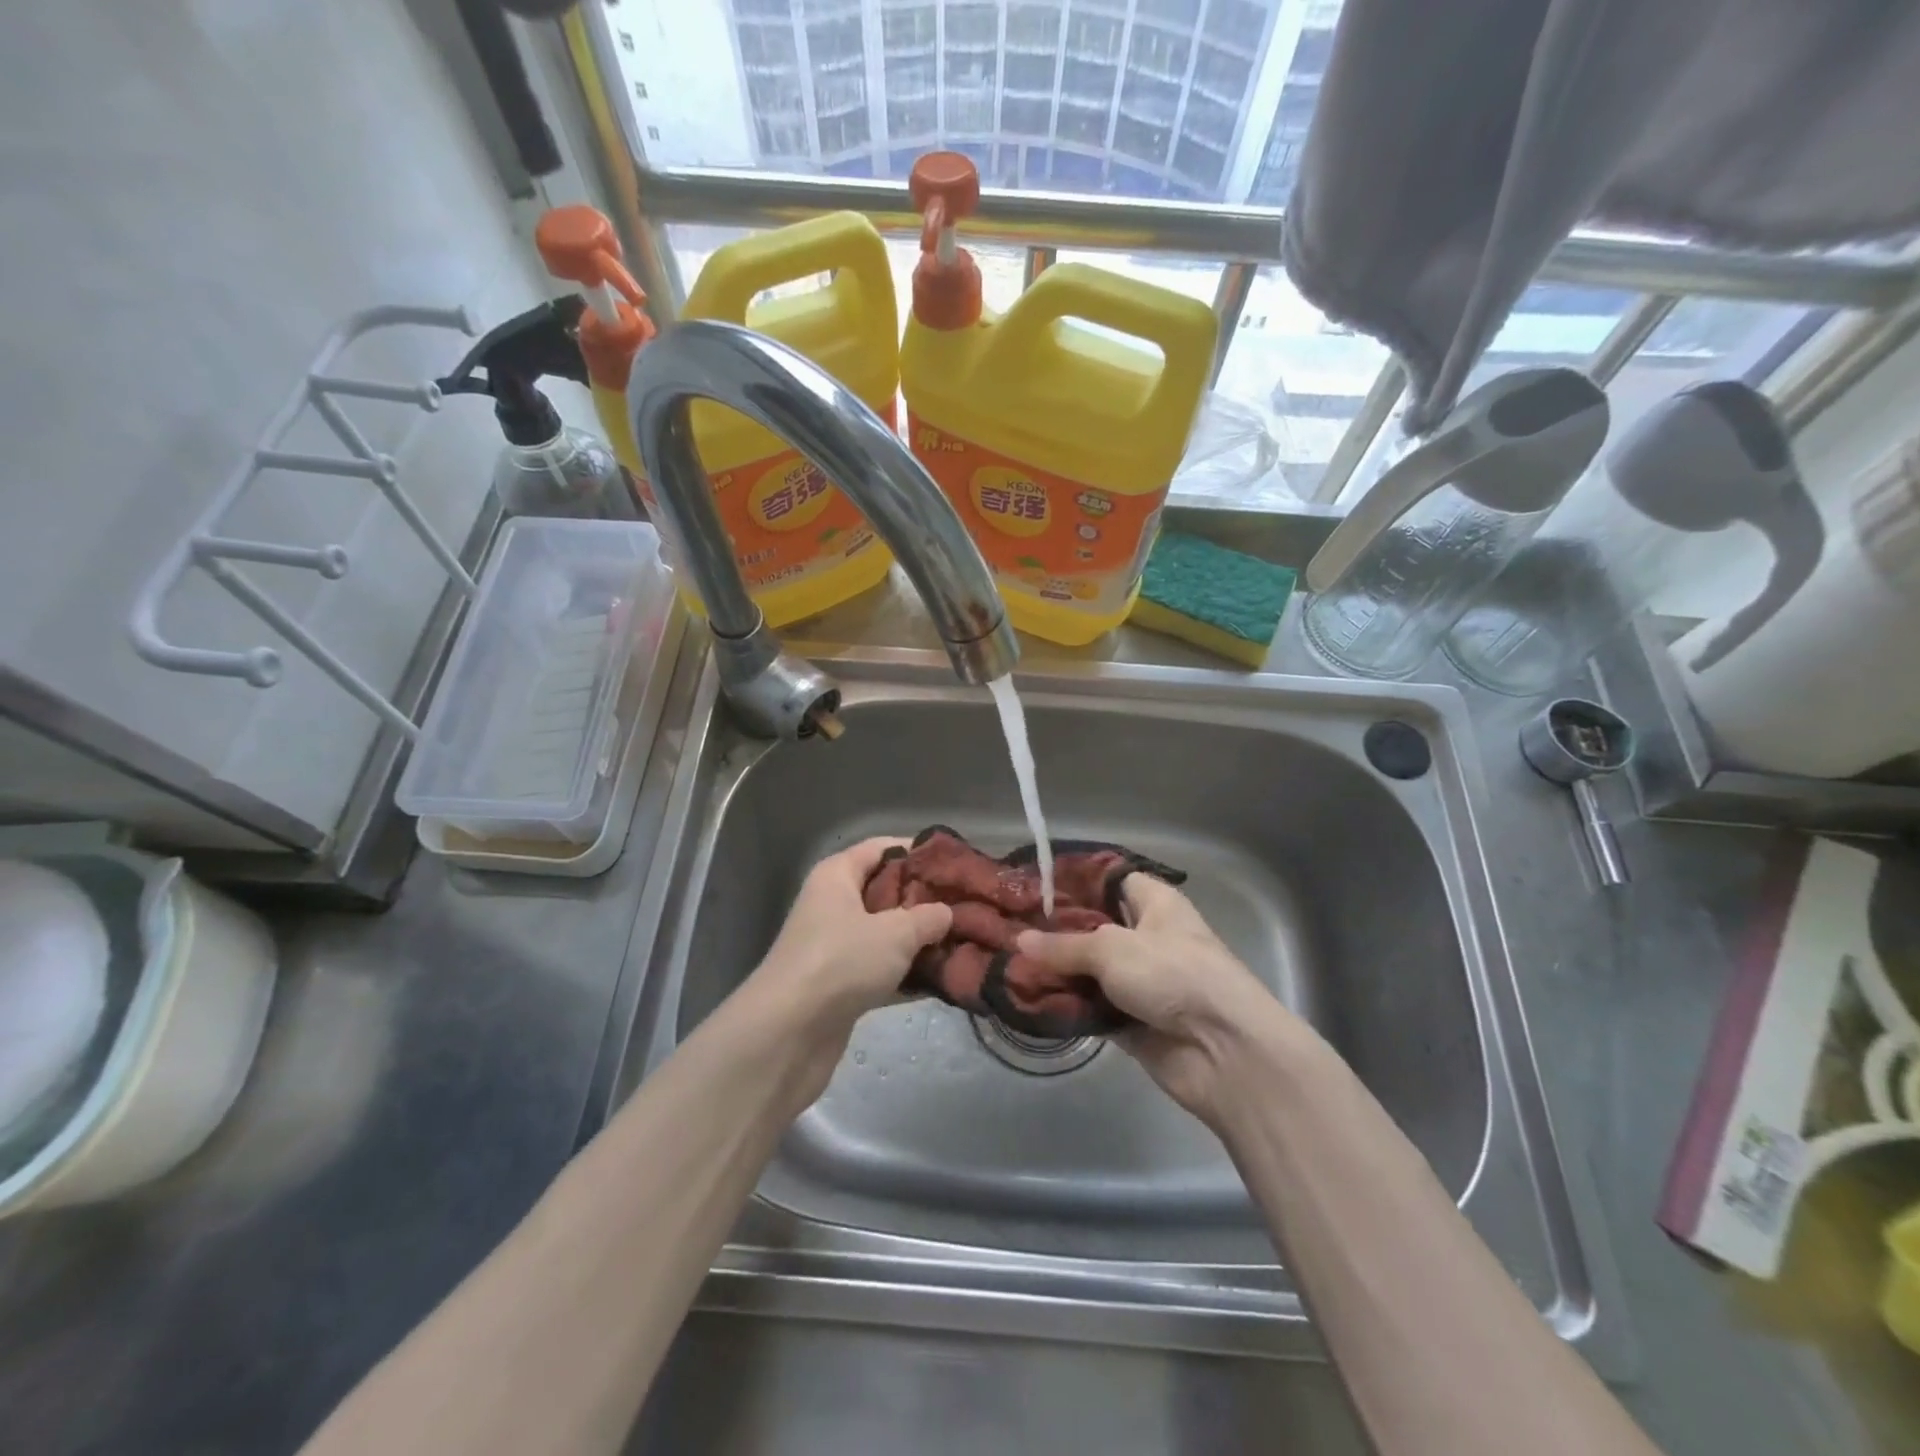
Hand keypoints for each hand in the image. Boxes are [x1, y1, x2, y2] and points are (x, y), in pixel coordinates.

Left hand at [749, 837, 952, 1039]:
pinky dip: (907, 974)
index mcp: (837, 875)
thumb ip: (928, 917)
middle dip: (926, 901)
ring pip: (885, 934)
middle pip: (886, 891)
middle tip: (967, 907)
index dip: (919, 852)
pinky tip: (942, 981)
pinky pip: (880, 970)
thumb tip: (946, 913)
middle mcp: (833, 904)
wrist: (788, 1033)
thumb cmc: (841, 962)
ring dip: (920, 941)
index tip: (958, 865)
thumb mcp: (895, 933)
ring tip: (964, 943)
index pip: (882, 848)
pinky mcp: (839, 986)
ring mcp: (834, 947)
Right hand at [1016, 875, 1317, 1128]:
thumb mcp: (1112, 949)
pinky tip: (1027, 1000)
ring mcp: (1141, 982)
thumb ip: (1064, 946)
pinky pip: (1092, 1007)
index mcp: (1156, 904)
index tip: (1031, 885)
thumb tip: (1019, 941)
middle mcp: (1148, 938)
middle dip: (1055, 931)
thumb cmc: (1174, 976)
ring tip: (1008, 965)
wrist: (1223, 1051)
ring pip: (1090, 970)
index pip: (1110, 880)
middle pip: (1094, 928)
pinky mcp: (1132, 1021)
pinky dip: (1067, 1006)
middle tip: (1007, 928)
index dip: (1074, 881)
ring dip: (1056, 972)